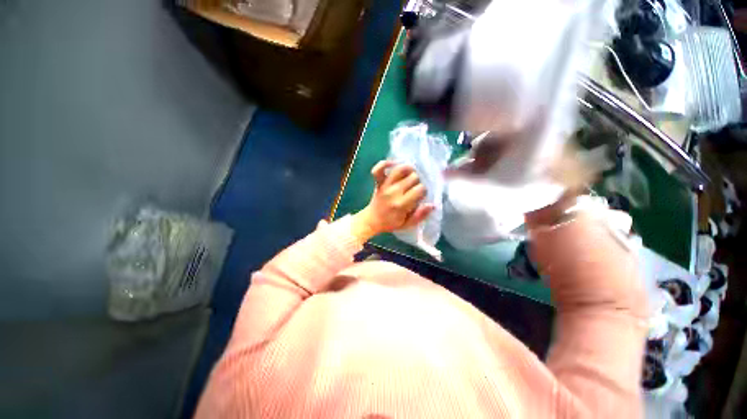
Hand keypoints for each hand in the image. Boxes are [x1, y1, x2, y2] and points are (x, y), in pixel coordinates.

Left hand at [351, 161, 433, 242]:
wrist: (372, 220)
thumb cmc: (391, 223)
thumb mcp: (407, 224)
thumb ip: (420, 215)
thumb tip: (433, 205)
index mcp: (402, 204)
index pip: (420, 189)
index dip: (424, 191)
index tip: (420, 196)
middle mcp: (394, 192)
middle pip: (413, 177)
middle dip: (417, 182)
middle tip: (414, 188)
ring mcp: (385, 186)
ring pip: (400, 169)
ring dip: (408, 169)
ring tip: (411, 174)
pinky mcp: (378, 182)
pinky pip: (379, 169)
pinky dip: (385, 163)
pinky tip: (394, 163)